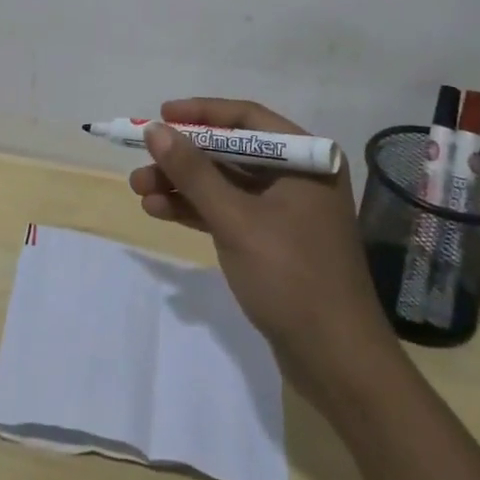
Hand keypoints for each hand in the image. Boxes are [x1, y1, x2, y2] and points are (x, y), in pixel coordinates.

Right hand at [131, 99, 391, 380]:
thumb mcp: (236, 220)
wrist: (339, 366)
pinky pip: (229, 211)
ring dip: (184, 185)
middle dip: (184, 157)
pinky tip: (160, 211)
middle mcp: (299, 176)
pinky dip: (197, 210)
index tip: (160, 116)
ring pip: (226, 183)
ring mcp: (287, 211)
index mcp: (306, 159)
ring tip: (140, 190)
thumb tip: (155, 130)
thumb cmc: (291, 278)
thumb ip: (193, 172)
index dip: (201, 114)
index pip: (247, 118)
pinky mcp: (274, 241)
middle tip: (141, 161)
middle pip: (231, 152)